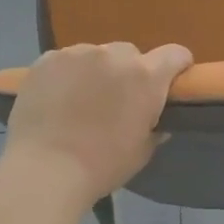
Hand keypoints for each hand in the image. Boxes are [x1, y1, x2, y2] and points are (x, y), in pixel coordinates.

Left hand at [1, 42, 192, 204]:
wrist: (45, 169)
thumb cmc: (102, 165)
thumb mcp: (141, 152)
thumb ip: (154, 129)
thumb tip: (156, 123)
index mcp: (146, 77)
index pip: (176, 54)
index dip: (177, 66)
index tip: (170, 82)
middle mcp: (114, 56)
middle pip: (131, 54)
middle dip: (129, 72)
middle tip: (117, 100)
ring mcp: (77, 53)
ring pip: (96, 55)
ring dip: (96, 71)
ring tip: (82, 100)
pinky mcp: (46, 60)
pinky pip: (65, 61)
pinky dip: (67, 74)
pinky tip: (57, 98)